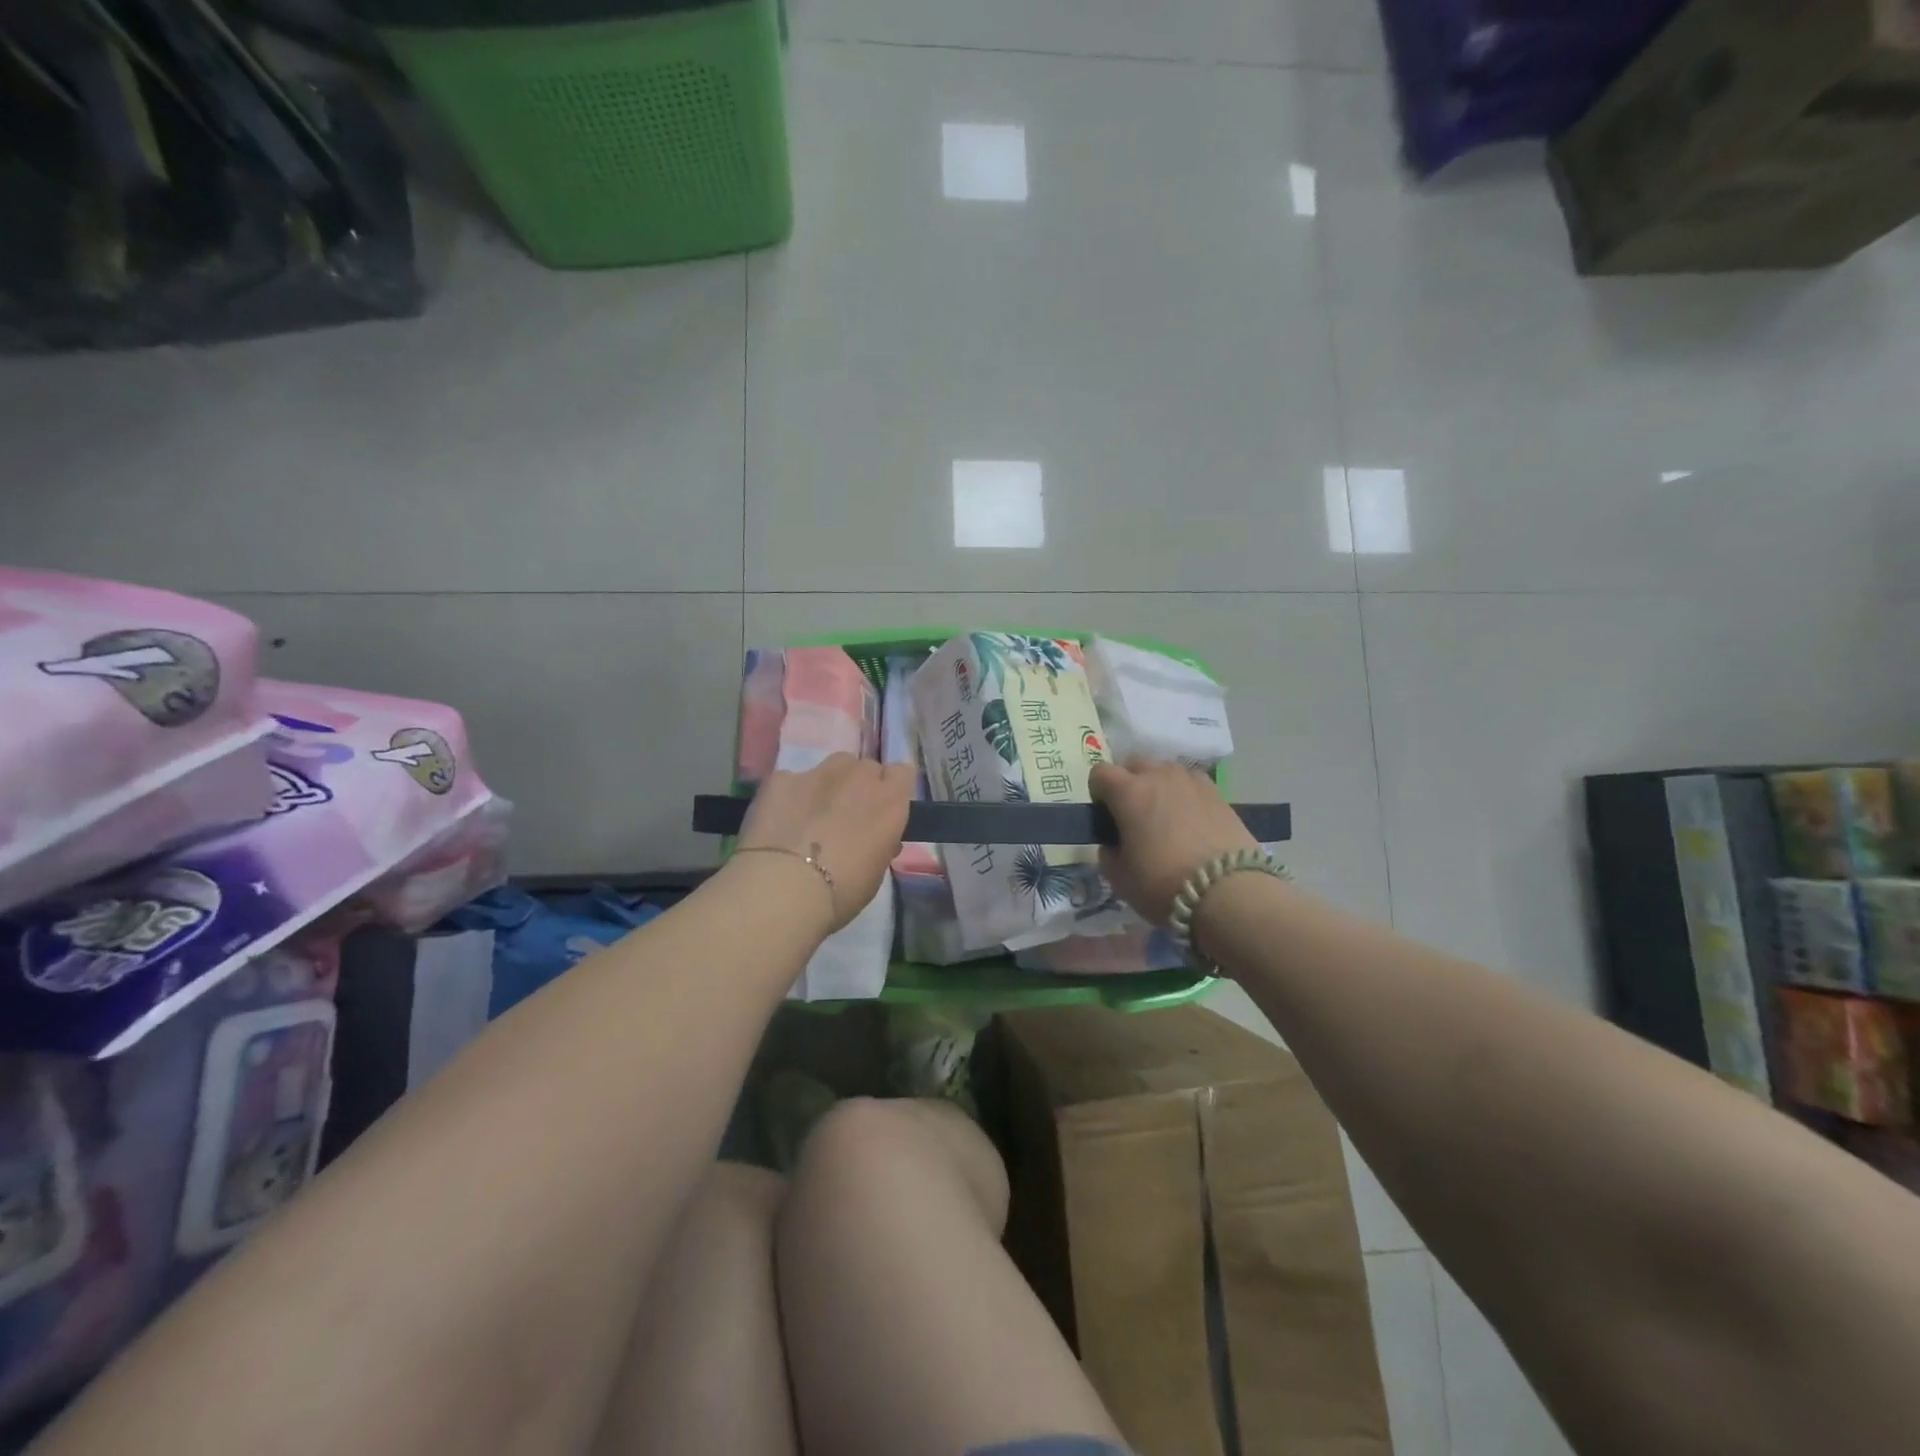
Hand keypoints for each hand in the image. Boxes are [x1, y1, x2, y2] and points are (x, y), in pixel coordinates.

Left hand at [737, 755, 913, 933]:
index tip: (882, 810)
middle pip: (866, 768)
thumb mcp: (877, 871)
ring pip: (832, 766)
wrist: (783, 888)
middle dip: (859, 787)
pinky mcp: (781, 778)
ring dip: (829, 784)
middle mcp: (858, 776)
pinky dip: (790, 796)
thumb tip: (874, 836)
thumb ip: (881, 842)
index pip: (902, 773)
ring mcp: (818, 772)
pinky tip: (780, 822)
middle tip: (846, 817)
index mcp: (889, 800)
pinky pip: (792, 780)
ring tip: (813, 814)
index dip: (891, 789)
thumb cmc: (842, 891)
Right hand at [1089, 759, 1256, 924]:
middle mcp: (1159, 776)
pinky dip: (1184, 794)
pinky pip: (1191, 783)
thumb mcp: (1120, 878)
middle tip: (1132, 814)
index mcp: (1128, 792)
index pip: (1100, 773)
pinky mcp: (1219, 793)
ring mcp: (1192, 781)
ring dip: (1158, 785)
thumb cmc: (1164, 883)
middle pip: (1134, 763)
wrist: (1228, 892)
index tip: (1104, 817)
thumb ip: (1109, 854)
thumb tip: (1113, 845)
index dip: (1097, 793)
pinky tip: (1190, 820)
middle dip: (1127, 782)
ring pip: (1165, 770)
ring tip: (1164, 816)